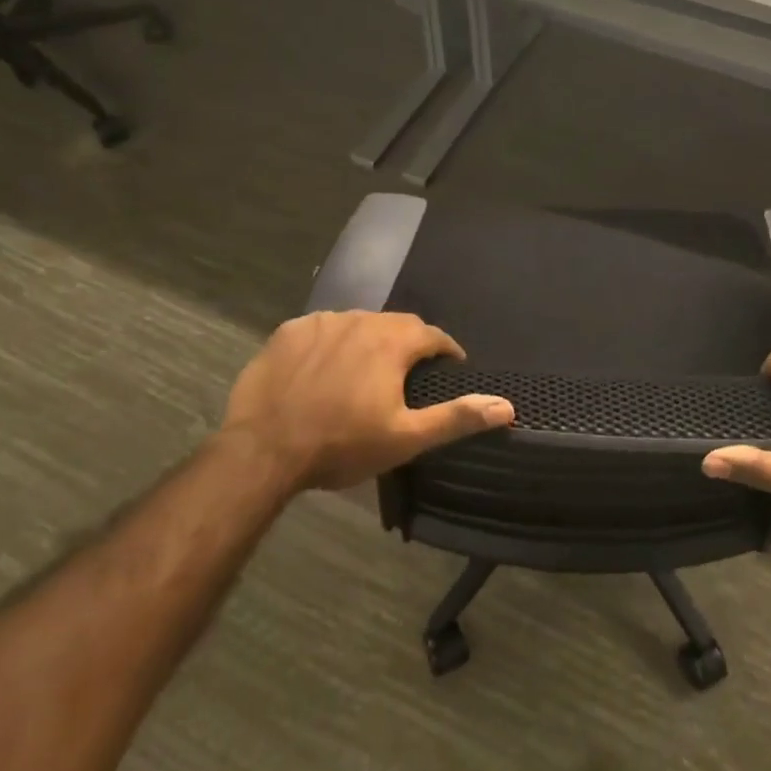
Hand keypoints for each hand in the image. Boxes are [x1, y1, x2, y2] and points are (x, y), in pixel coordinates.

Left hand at [219, 311, 513, 492]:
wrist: (263, 451)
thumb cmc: (342, 445)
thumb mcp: (406, 438)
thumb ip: (457, 417)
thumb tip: (507, 407)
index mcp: (393, 342)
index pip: (433, 334)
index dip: (446, 350)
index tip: (450, 368)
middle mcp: (361, 320)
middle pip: (396, 325)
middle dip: (408, 344)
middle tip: (407, 375)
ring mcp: (321, 322)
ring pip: (358, 324)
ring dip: (369, 342)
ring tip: (364, 373)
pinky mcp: (288, 332)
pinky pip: (322, 329)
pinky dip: (332, 343)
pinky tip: (323, 369)